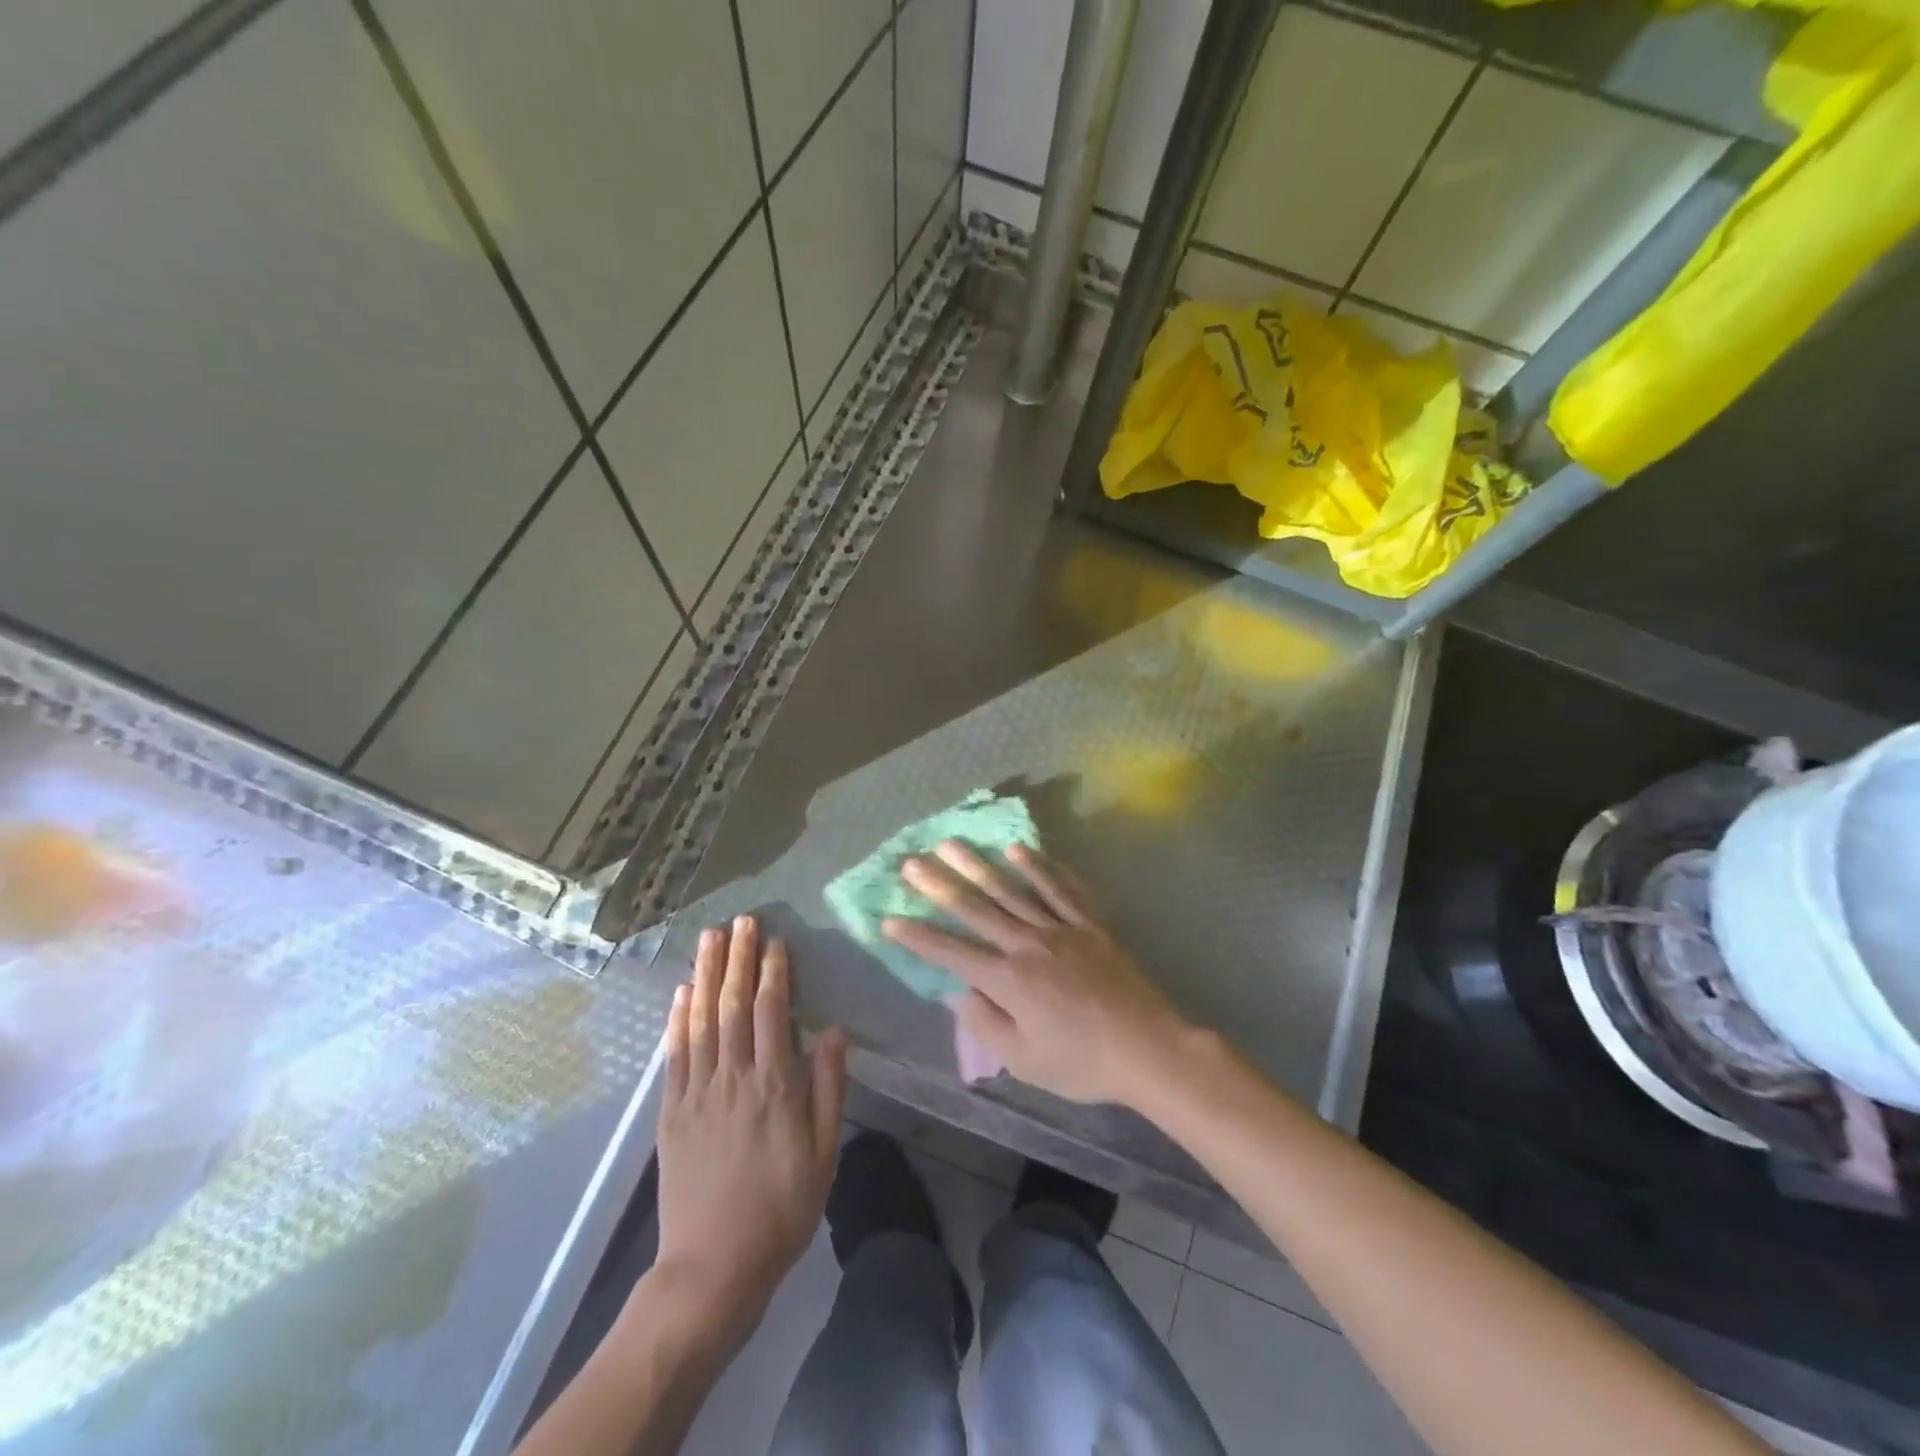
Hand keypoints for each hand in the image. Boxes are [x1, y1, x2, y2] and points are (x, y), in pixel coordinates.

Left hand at [654, 916, 846, 1332]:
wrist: (712, 1268)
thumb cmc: (781, 1210)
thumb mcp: (824, 1154)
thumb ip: (829, 1088)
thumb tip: (834, 1031)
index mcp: (775, 1086)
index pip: (774, 1012)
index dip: (774, 972)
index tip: (776, 941)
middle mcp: (734, 1078)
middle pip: (736, 1005)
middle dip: (739, 958)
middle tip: (742, 921)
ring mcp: (697, 1093)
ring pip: (702, 1020)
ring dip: (708, 975)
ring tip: (711, 938)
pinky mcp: (672, 1112)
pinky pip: (674, 1055)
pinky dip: (678, 1019)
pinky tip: (683, 991)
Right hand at [882, 843, 1189, 1107]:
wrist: (1149, 1048)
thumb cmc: (1083, 1062)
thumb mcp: (1025, 1061)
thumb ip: (987, 1024)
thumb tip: (958, 992)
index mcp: (1009, 981)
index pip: (952, 953)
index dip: (918, 937)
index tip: (890, 919)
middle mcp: (1029, 945)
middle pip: (977, 909)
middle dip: (940, 886)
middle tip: (912, 862)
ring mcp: (1061, 928)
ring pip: (1012, 890)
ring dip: (979, 865)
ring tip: (953, 843)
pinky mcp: (1089, 922)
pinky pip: (1060, 888)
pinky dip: (1039, 867)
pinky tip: (1020, 849)